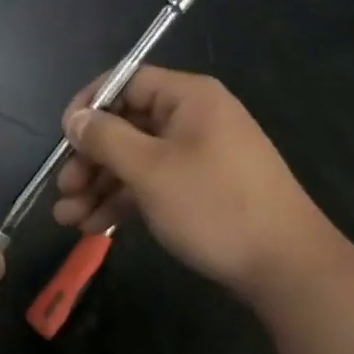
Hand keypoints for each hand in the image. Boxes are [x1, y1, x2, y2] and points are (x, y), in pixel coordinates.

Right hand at [53, 67, 337, 297]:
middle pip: (127, 124)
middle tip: (64, 189)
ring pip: (136, 159)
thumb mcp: (150, 170)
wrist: (290, 271)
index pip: (126, 82)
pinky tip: (94, 227)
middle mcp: (193, 118)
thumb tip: (75, 118)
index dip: (90, 105)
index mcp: (187, 97)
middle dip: (90, 158)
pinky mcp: (202, 189)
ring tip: (67, 218)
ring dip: (100, 186)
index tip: (64, 137)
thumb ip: (106, 138)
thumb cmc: (215, 205)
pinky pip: (153, 183)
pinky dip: (124, 201)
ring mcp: (199, 155)